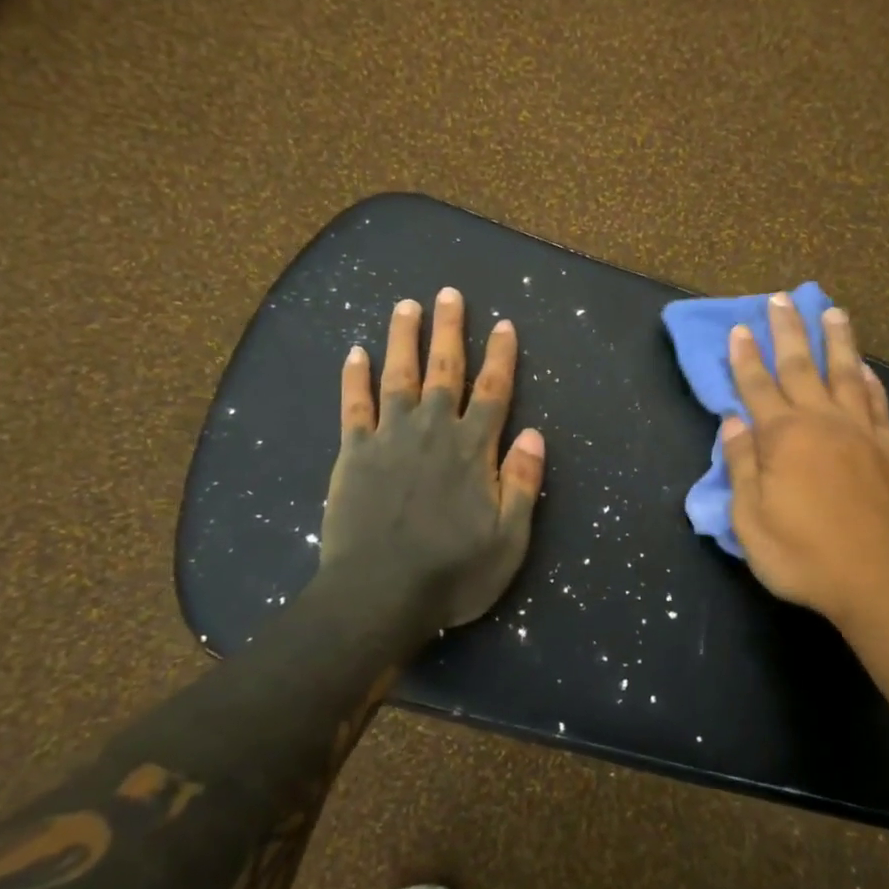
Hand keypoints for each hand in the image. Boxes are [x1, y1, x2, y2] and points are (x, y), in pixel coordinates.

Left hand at [317, 288, 546, 630]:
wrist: (378, 596)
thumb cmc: (451, 573)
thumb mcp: (508, 540)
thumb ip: (522, 484)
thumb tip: (535, 435)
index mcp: (472, 449)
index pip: (493, 391)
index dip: (501, 356)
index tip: (504, 324)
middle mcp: (432, 430)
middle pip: (444, 369)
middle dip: (450, 329)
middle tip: (449, 293)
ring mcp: (389, 438)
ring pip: (398, 375)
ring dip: (403, 338)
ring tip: (406, 305)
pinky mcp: (354, 453)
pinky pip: (354, 406)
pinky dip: (354, 377)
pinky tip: (355, 353)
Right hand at [722, 295, 888, 629]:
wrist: (884, 583)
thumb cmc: (806, 556)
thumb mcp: (751, 521)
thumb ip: (742, 467)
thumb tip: (733, 422)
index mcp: (783, 438)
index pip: (757, 387)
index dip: (745, 358)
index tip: (739, 328)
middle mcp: (823, 423)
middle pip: (801, 367)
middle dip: (787, 332)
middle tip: (780, 299)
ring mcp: (862, 433)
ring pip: (846, 374)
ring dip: (835, 341)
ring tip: (831, 311)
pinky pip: (878, 404)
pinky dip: (870, 381)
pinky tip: (866, 367)